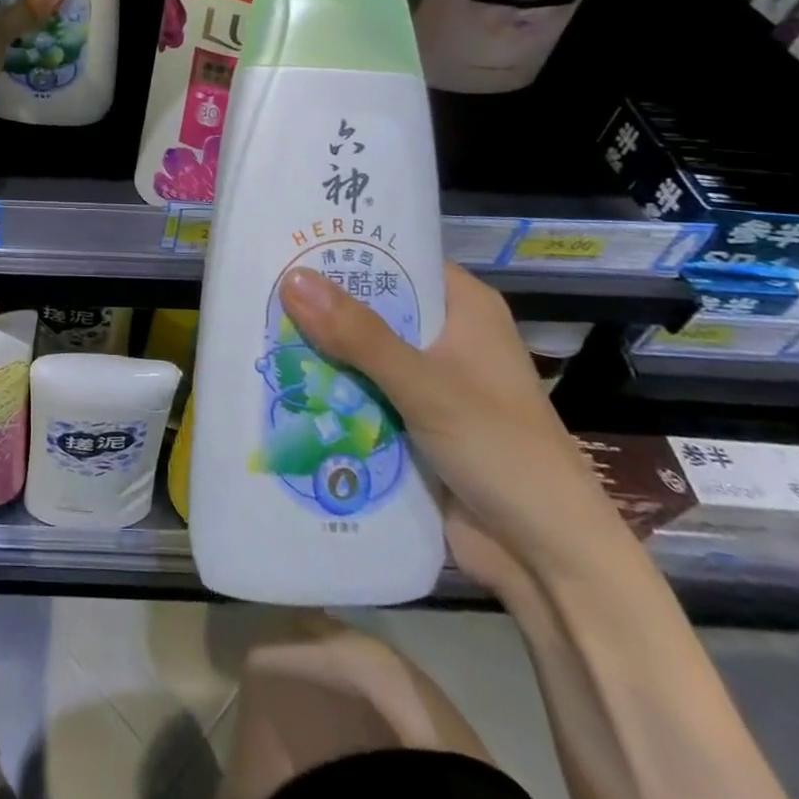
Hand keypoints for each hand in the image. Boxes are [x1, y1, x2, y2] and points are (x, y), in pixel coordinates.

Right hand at [278, 264, 639, 593]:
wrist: (547, 561)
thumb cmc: (502, 451)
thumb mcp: (426, 385)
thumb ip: (358, 335)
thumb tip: (291, 278)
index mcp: (464, 308)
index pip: (397, 256)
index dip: (346, 246)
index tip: (288, 237)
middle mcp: (445, 335)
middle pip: (370, 304)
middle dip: (318, 301)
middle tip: (256, 280)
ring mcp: (427, 381)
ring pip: (358, 350)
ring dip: (317, 347)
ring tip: (251, 323)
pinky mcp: (410, 421)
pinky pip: (359, 391)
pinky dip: (327, 387)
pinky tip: (275, 376)